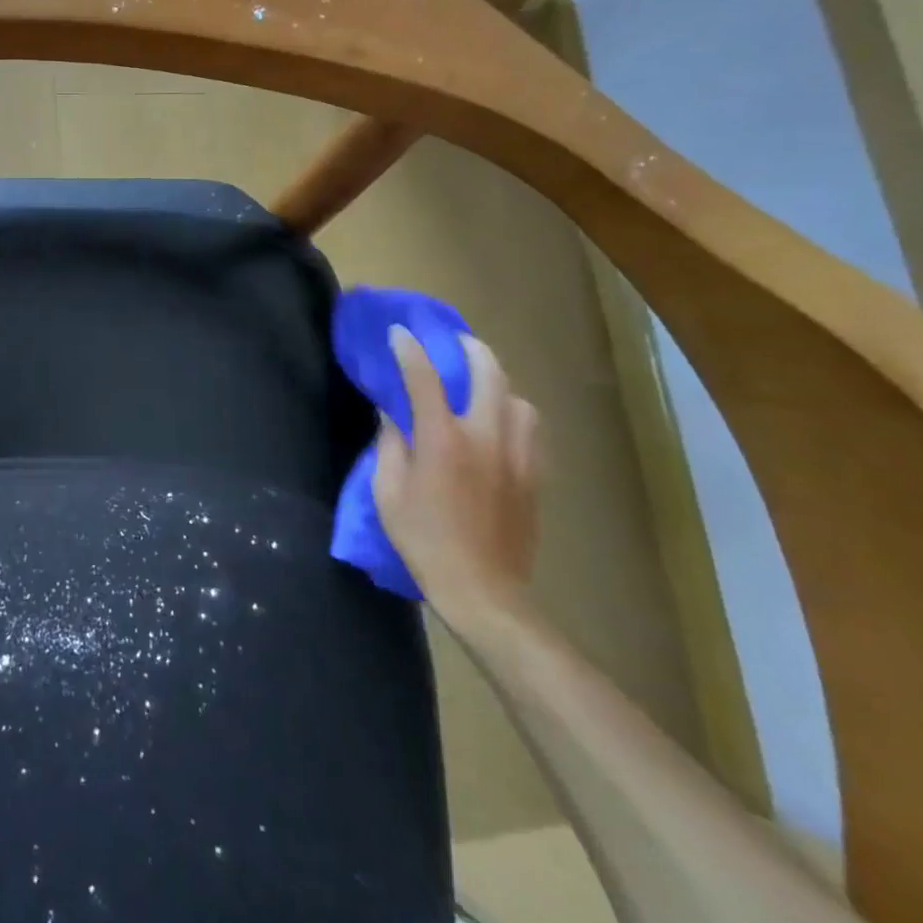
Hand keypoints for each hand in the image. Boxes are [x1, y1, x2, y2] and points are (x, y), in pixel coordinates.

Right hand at [372, 326, 540, 628]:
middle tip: (454, 342)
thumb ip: (390, 446)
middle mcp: (485, 437)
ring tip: (482, 385)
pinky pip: (532, 429)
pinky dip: (515, 413)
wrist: (483, 590)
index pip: (424, 378)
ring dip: (499, 382)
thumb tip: (392, 415)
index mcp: (442, 440)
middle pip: (489, 374)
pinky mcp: (535, 476)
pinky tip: (502, 422)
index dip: (409, 350)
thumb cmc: (424, 540)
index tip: (399, 332)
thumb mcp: (388, 493)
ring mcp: (517, 455)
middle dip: (470, 349)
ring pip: (519, 399)